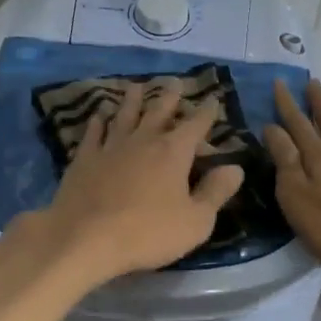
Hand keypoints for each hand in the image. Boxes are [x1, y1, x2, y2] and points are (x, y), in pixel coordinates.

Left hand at [25, 82, 245, 289]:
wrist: (85, 238)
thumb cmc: (148, 233)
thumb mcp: (196, 221)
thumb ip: (216, 192)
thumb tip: (235, 168)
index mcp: (173, 152)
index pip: (196, 125)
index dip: (206, 112)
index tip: (212, 98)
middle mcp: (143, 140)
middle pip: (159, 111)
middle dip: (170, 97)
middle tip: (175, 82)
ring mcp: (111, 147)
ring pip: (125, 115)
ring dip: (133, 100)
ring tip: (137, 87)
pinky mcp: (85, 159)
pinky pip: (94, 133)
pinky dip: (98, 121)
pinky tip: (99, 114)